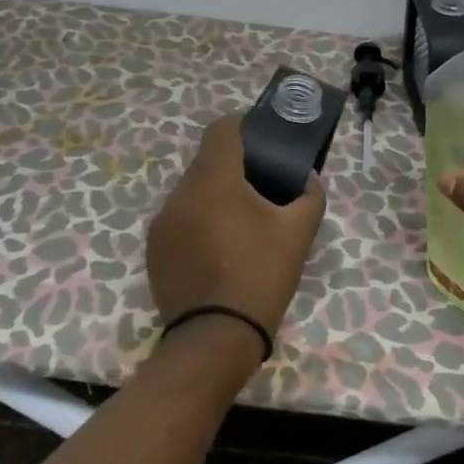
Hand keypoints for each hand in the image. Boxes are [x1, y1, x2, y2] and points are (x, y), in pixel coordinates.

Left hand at [146, 113, 326, 343]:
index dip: (244, 125)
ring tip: (242, 220)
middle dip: (234, 166)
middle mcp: (181, 193)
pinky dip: (200, 221)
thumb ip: (309, 194)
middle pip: (207, 162)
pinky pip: (181, 219)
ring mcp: (163, 223)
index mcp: (214, 179)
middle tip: (263, 184)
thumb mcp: (299, 232)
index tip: (263, 137)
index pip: (222, 130)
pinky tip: (220, 247)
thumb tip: (306, 177)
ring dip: (216, 195)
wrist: (215, 338)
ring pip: (192, 192)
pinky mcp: (154, 250)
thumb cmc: (261, 275)